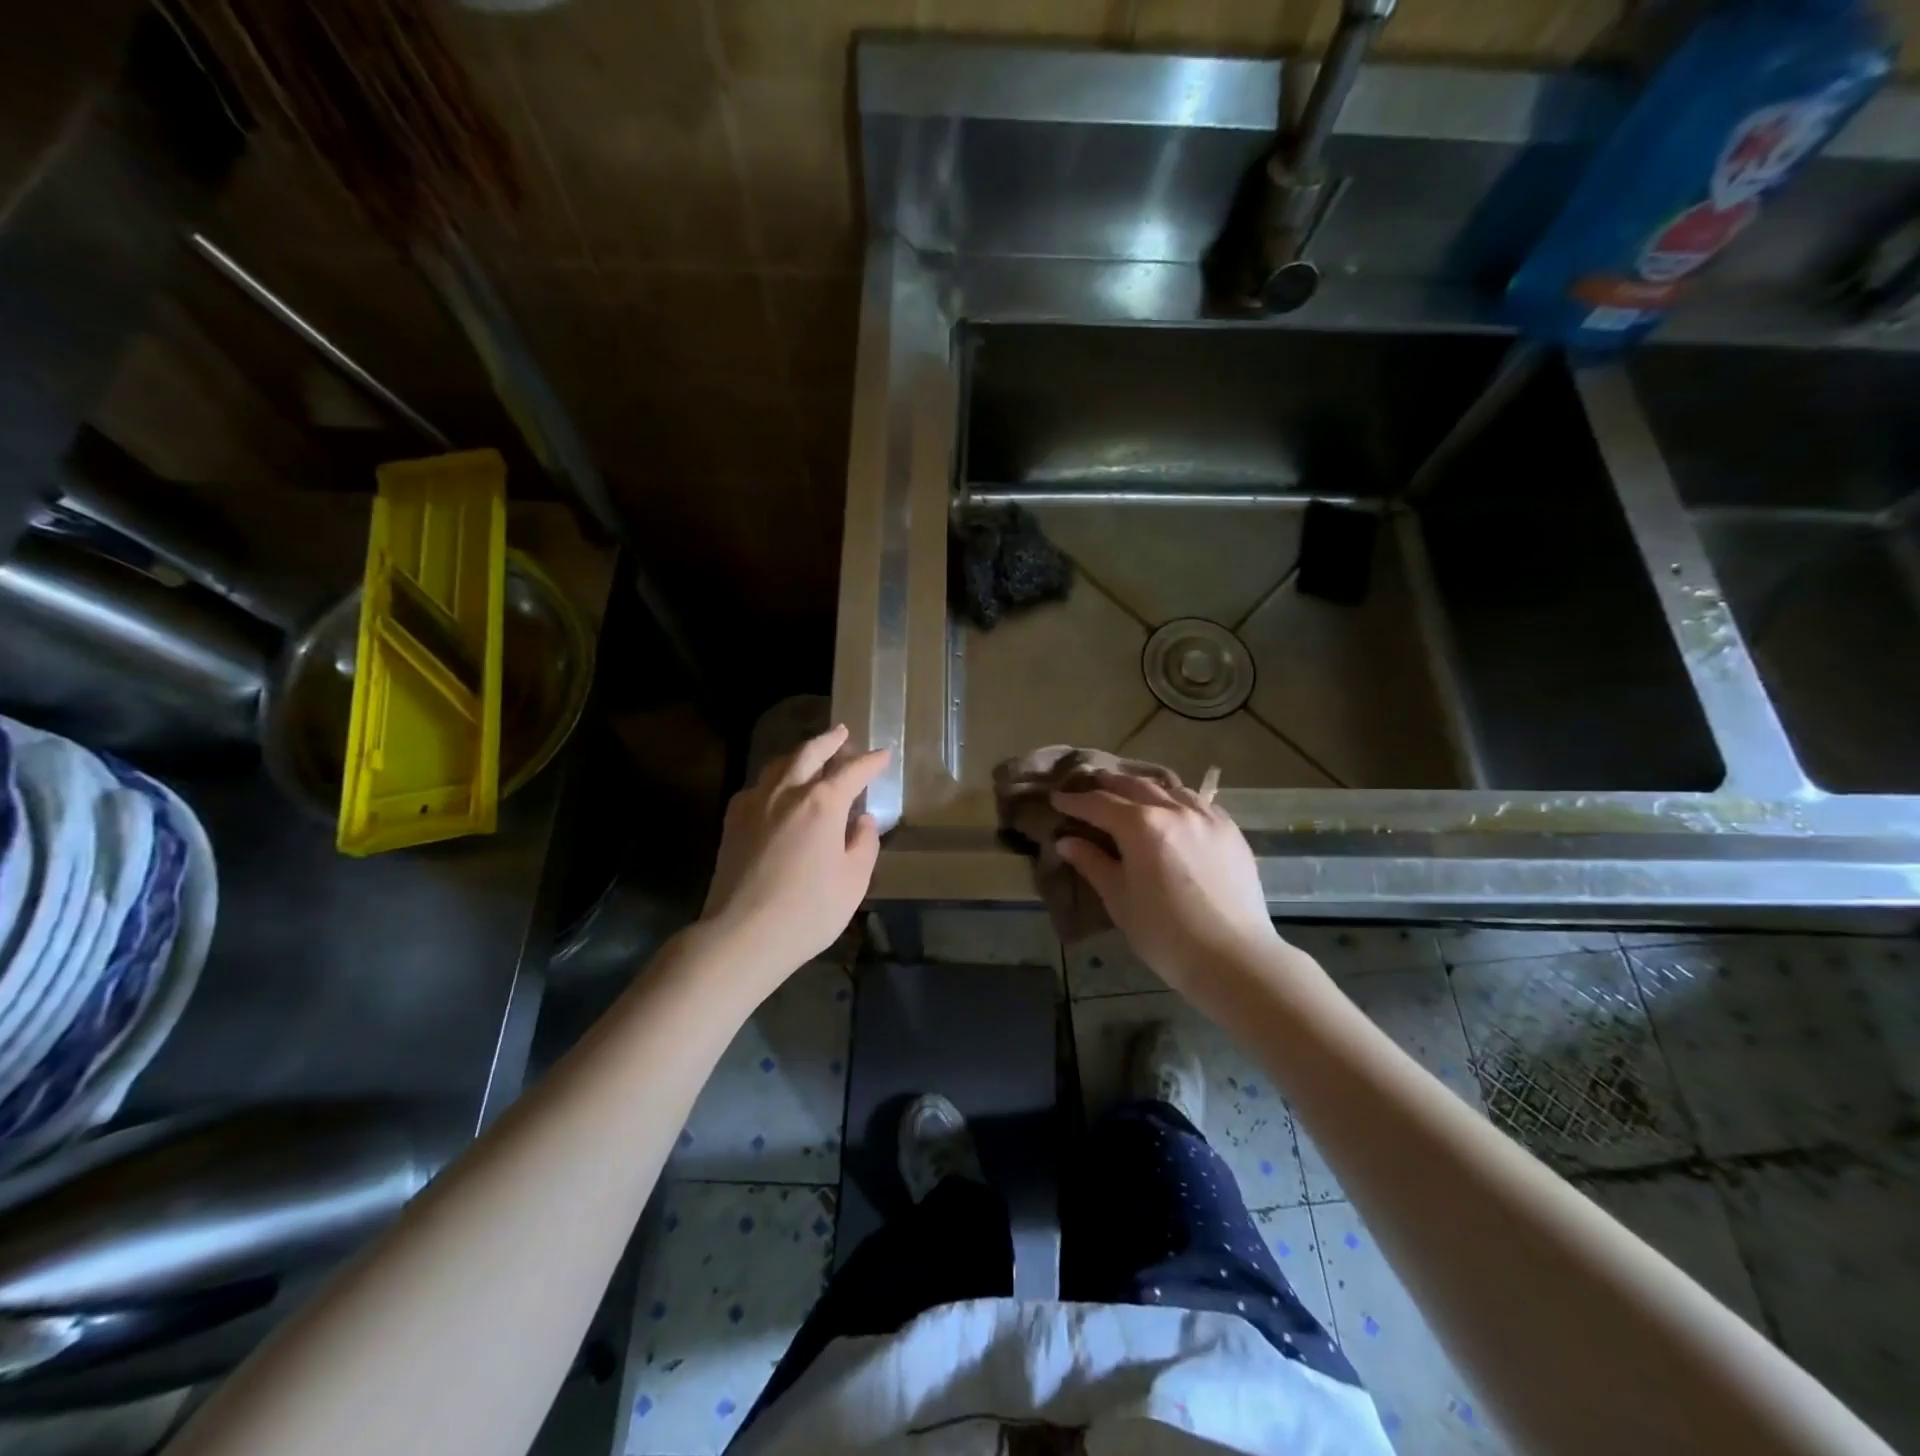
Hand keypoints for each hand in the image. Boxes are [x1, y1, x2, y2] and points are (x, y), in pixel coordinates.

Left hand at [701, 725, 886, 987]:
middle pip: (809, 752)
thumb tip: (862, 821)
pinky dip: (773, 779)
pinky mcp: (733, 821)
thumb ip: (863, 844)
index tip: (883, 754)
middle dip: (829, 741)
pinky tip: (776, 790)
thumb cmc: (808, 910)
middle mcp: (787, 792)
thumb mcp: (853, 881)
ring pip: (779, 764)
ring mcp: (755, 803)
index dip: (871, 761)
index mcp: (822, 803)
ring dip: (799, 754)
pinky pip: (757, 786)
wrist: (742, 934)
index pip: (852, 771)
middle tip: (842, 733)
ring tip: (810, 754)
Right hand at [1054, 772, 1289, 1018]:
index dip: (1074, 801)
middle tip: (1090, 785)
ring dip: (1144, 788)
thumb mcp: (1119, 899)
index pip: (1099, 804)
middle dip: (1108, 785)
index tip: (1057, 799)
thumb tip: (1066, 841)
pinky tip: (1174, 810)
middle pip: (1134, 786)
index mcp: (1141, 826)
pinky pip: (1199, 803)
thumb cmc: (1165, 934)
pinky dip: (1178, 800)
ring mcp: (1207, 817)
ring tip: (1131, 794)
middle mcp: (1174, 810)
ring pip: (1170, 789)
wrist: (1233, 958)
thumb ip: (1092, 863)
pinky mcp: (1231, 831)